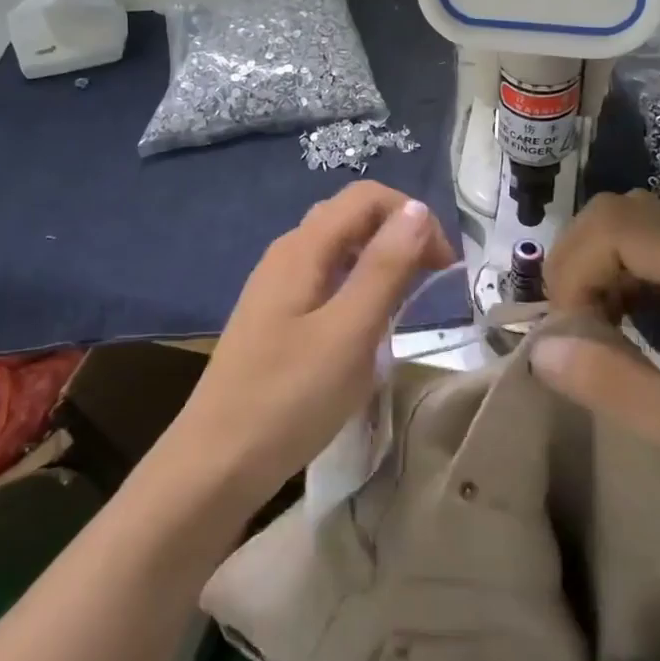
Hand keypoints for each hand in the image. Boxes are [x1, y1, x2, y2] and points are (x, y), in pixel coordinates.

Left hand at [169, 181, 454, 508]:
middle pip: (351, 217)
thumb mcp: (349, 332)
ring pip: (338, 249)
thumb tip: (417, 209)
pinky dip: (357, 287)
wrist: (216, 462)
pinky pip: (325, 280)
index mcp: (303, 247)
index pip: (366, 197)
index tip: (443, 266)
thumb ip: (385, 267)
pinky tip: (365, 326)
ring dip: (379, 262)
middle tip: (430, 282)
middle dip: (398, 235)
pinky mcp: (275, 316)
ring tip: (405, 303)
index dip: (413, 217)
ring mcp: (276, 285)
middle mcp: (287, 253)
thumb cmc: (289, 397)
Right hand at [532, 190, 659, 535]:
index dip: (573, 266)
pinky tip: (631, 331)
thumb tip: (539, 347)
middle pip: (622, 215)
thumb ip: (611, 383)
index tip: (569, 328)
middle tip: (573, 323)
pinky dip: (628, 282)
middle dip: (580, 261)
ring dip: (602, 270)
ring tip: (596, 329)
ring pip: (640, 232)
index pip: (613, 224)